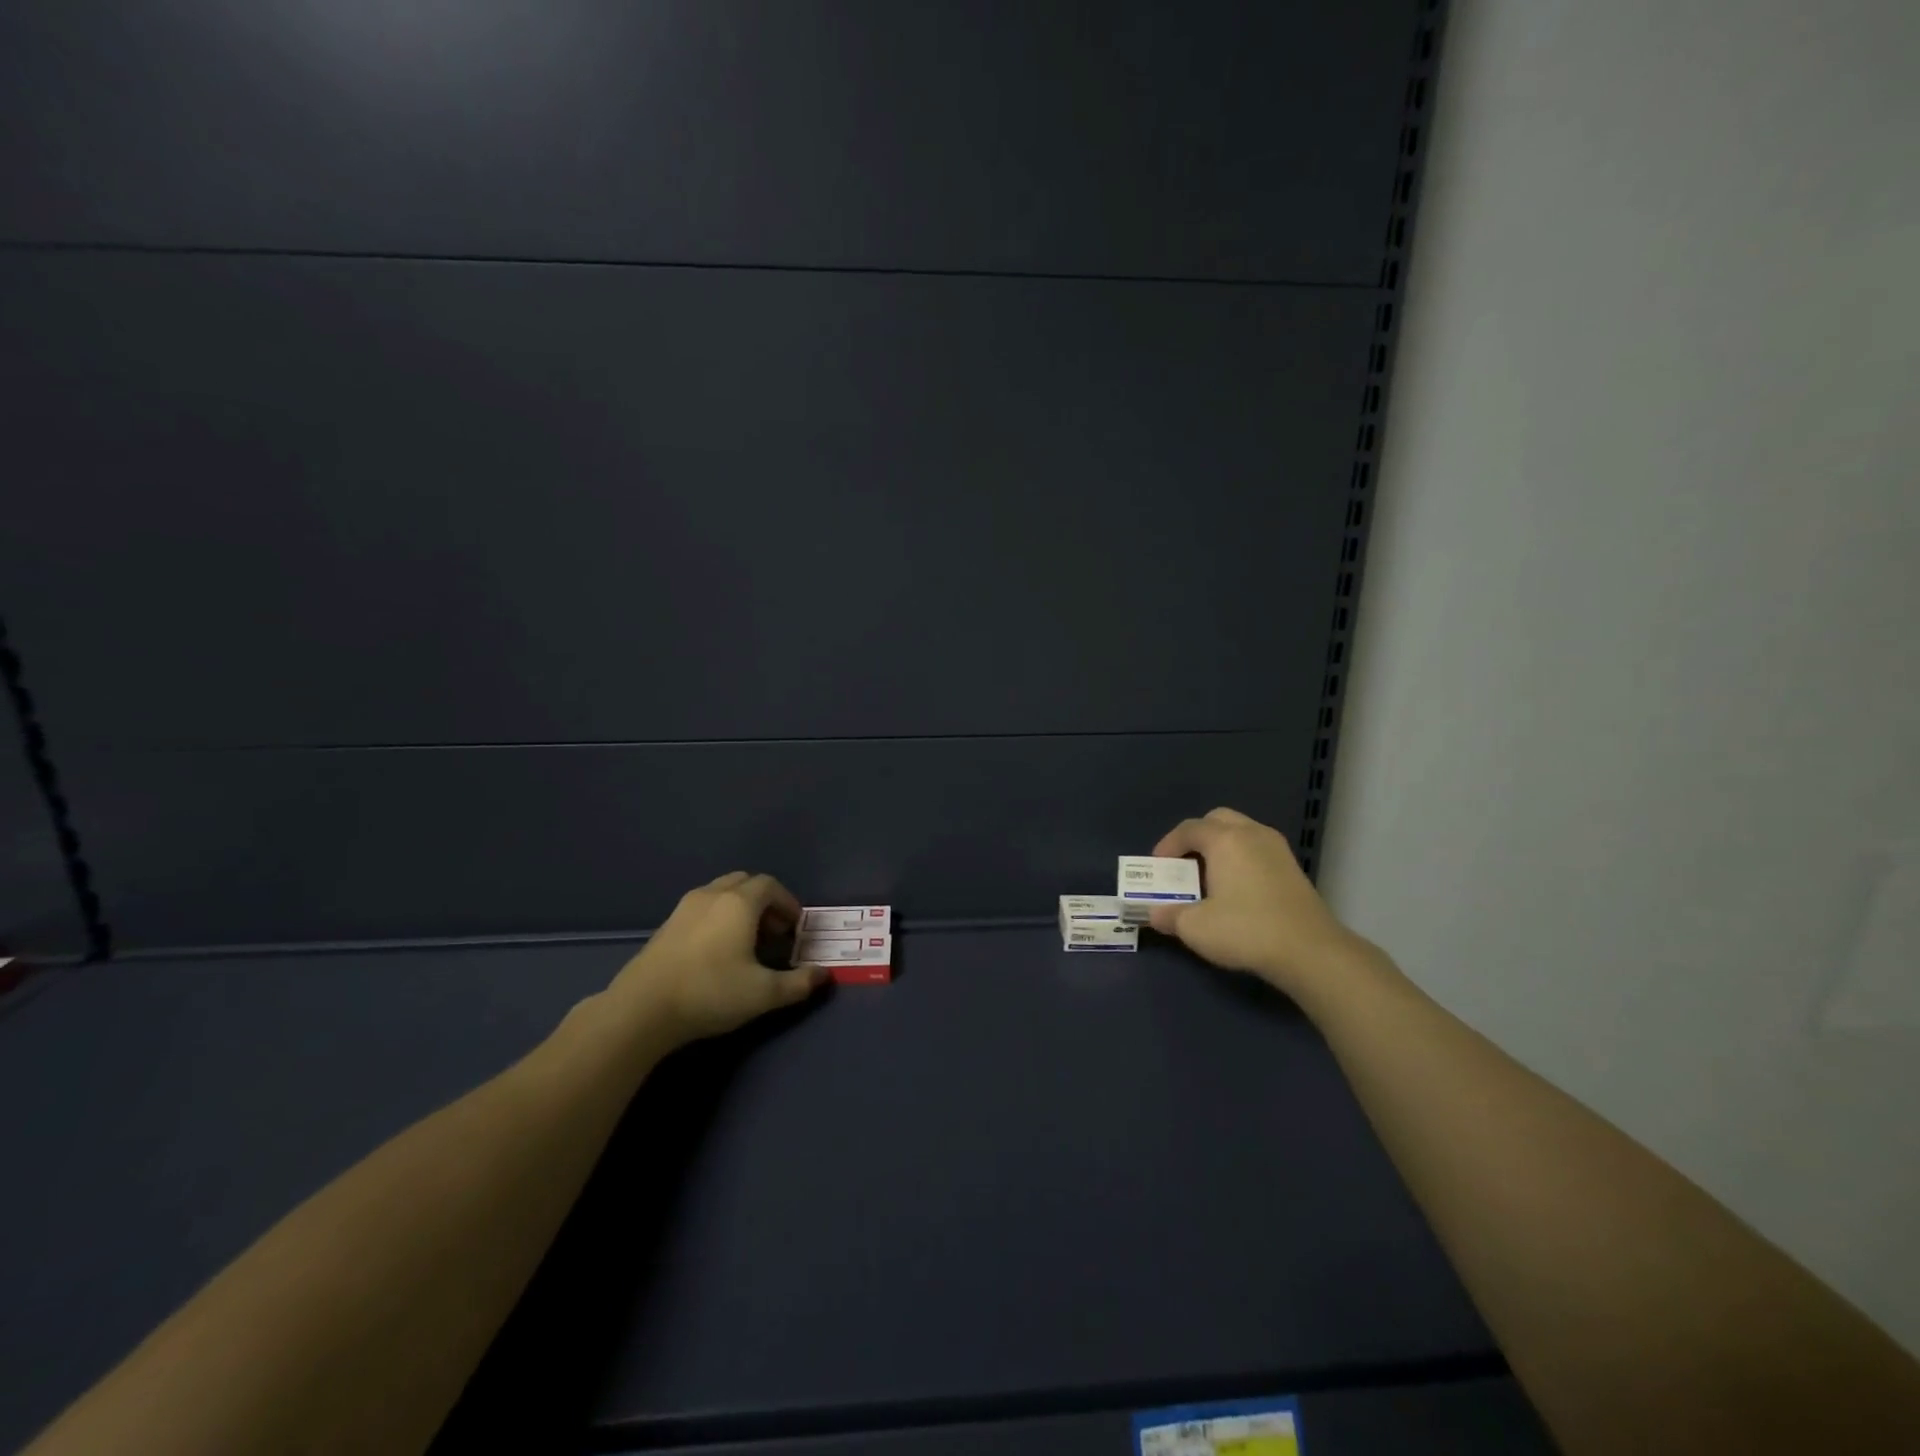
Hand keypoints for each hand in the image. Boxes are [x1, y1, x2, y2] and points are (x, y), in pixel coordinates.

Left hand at [608, 871, 827, 1044]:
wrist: (642, 1008)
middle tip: (773, 931)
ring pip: (721, 892)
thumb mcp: (763, 994)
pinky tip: (717, 950)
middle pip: (745, 882)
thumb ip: (799, 983)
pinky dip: (718, 916)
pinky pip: (702, 907)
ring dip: (740, 907)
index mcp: (739, 903)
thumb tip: (824, 974)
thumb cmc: (711, 992)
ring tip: (746, 940)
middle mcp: (713, 895)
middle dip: (765, 901)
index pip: (770, 885)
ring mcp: (685, 907)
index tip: (795, 928)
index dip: (788, 902)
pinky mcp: (666, 925)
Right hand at [1148, 807, 1374, 1003]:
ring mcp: (1278, 849)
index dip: (1167, 845)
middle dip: (1197, 837)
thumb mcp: (1195, 927)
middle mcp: (1252, 834)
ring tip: (1209, 877)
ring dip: (1221, 848)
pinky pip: (1258, 850)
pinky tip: (1237, 889)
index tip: (1157, 867)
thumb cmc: (1246, 930)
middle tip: (1184, 863)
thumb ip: (1169, 916)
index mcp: (1225, 839)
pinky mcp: (1293, 869)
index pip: (1189, 829)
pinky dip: (1241, 859)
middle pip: (1217, 820)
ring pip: (1242, 833)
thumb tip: (1155, 914)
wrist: (1310, 952)